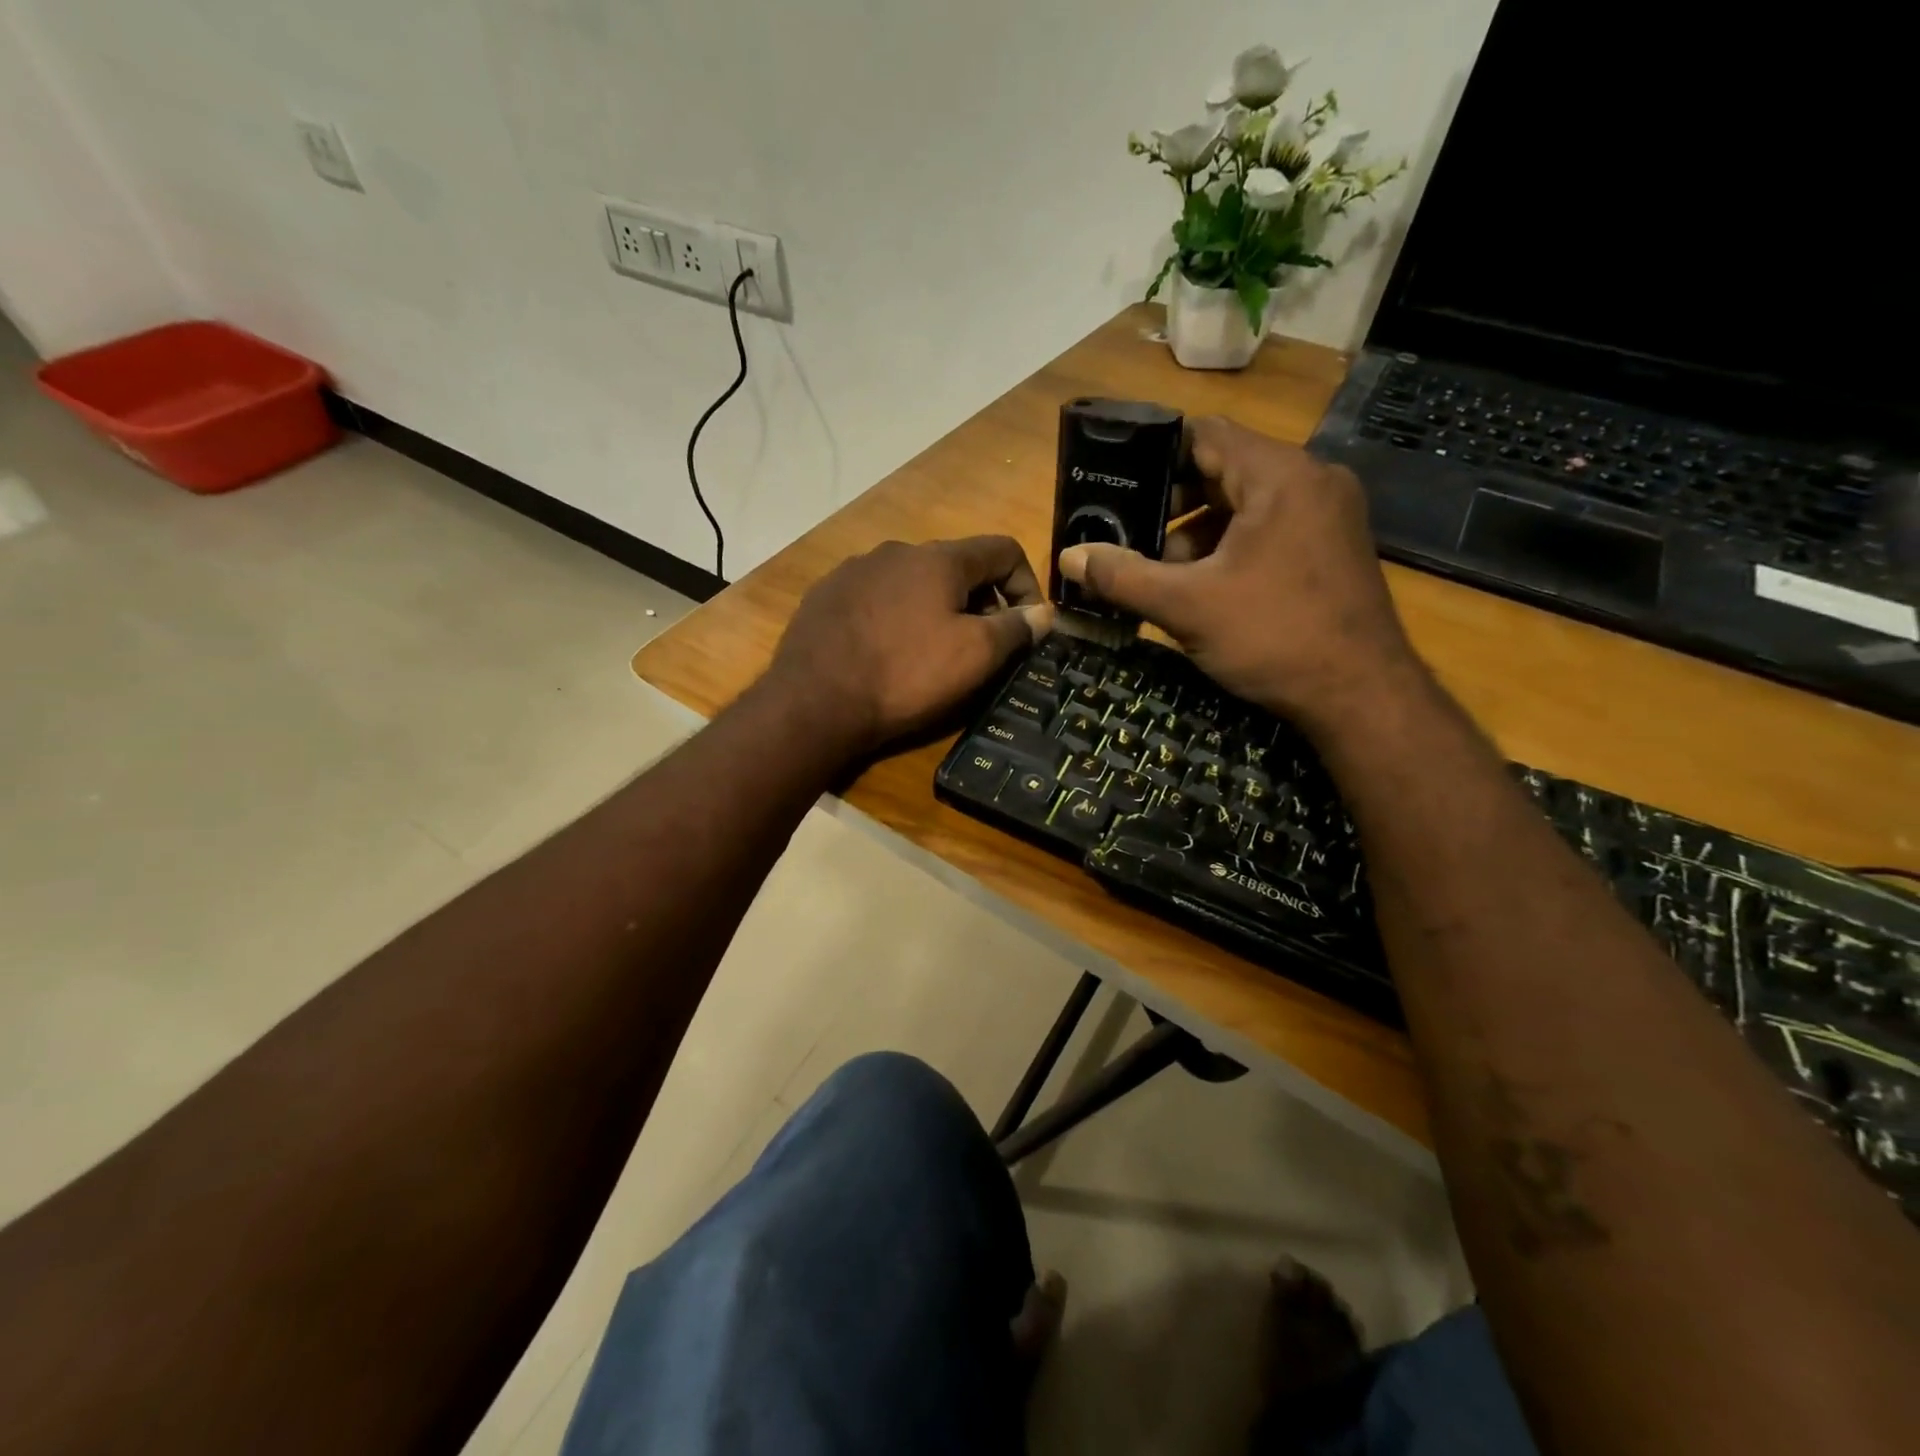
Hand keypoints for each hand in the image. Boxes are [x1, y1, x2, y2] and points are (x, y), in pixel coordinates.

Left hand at [767, 536, 1054, 753]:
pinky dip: (895, 617)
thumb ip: (1015, 629)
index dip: (1027, 583)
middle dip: (980, 600)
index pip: (1003, 549)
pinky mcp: (825, 595)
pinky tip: (885, 652)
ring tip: (931, 651)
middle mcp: (896, 551)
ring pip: (913, 581)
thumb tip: (1043, 613)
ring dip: (935, 607)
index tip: (1027, 626)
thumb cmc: (905, 675)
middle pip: (956, 565)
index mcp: (939, 558)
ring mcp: (855, 570)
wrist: (813, 700)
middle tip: (982, 645)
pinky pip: (875, 598)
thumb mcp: (974, 656)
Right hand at [1058, 417, 1419, 730]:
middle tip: (1129, 535)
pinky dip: (1231, 548)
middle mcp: (1312, 481)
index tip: (1116, 485)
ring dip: (1199, 533)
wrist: (1361, 696)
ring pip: (1246, 504)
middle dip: (1172, 503)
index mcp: (1280, 476)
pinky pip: (1270, 529)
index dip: (1155, 456)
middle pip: (1225, 469)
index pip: (1206, 435)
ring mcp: (1329, 515)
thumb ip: (1122, 576)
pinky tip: (1203, 588)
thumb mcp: (1187, 606)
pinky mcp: (1333, 548)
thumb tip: (1068, 556)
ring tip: (1160, 571)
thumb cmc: (1274, 637)